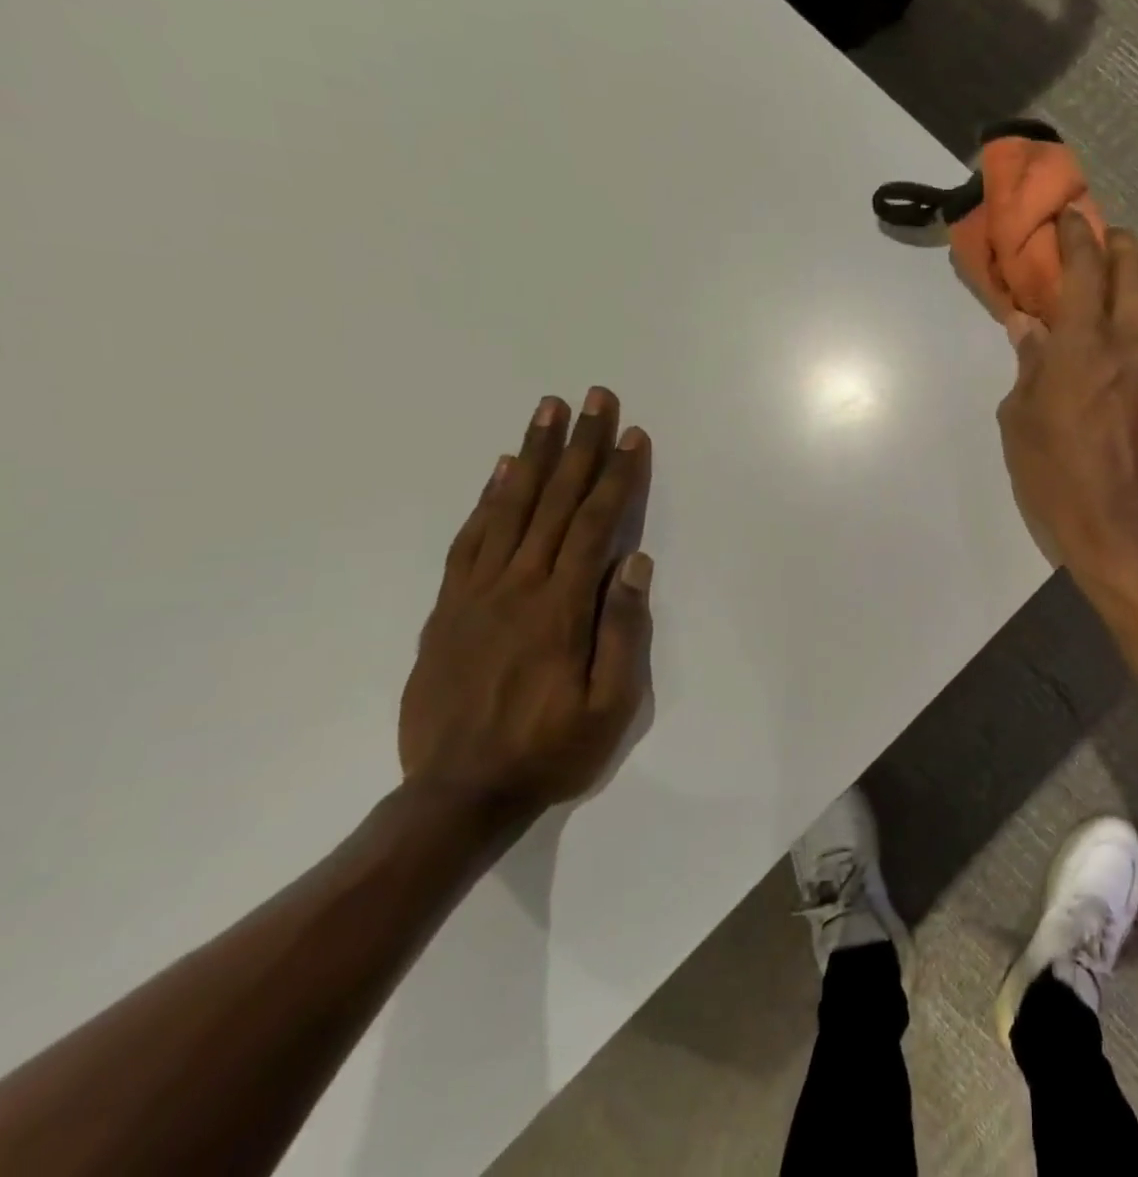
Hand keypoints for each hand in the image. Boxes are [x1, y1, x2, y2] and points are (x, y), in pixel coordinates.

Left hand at [400, 388, 653, 818]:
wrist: (456, 796)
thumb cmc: (549, 750)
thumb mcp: (610, 707)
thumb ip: (623, 632)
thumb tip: (635, 564)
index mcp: (561, 608)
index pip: (595, 524)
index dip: (618, 475)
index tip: (632, 434)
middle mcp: (517, 586)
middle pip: (554, 501)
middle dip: (578, 445)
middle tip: (594, 397)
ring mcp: (475, 593)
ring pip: (509, 508)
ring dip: (532, 455)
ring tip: (547, 411)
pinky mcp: (448, 607)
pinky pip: (470, 539)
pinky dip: (487, 498)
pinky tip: (501, 472)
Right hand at [996, 211, 1137, 581]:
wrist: (1123, 527)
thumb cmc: (1057, 476)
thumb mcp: (1021, 421)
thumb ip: (1029, 364)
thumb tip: (1028, 325)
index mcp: (1083, 346)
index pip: (1084, 270)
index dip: (1077, 236)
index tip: (1072, 219)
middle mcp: (1134, 341)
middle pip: (1136, 271)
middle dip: (1120, 245)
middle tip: (1109, 236)